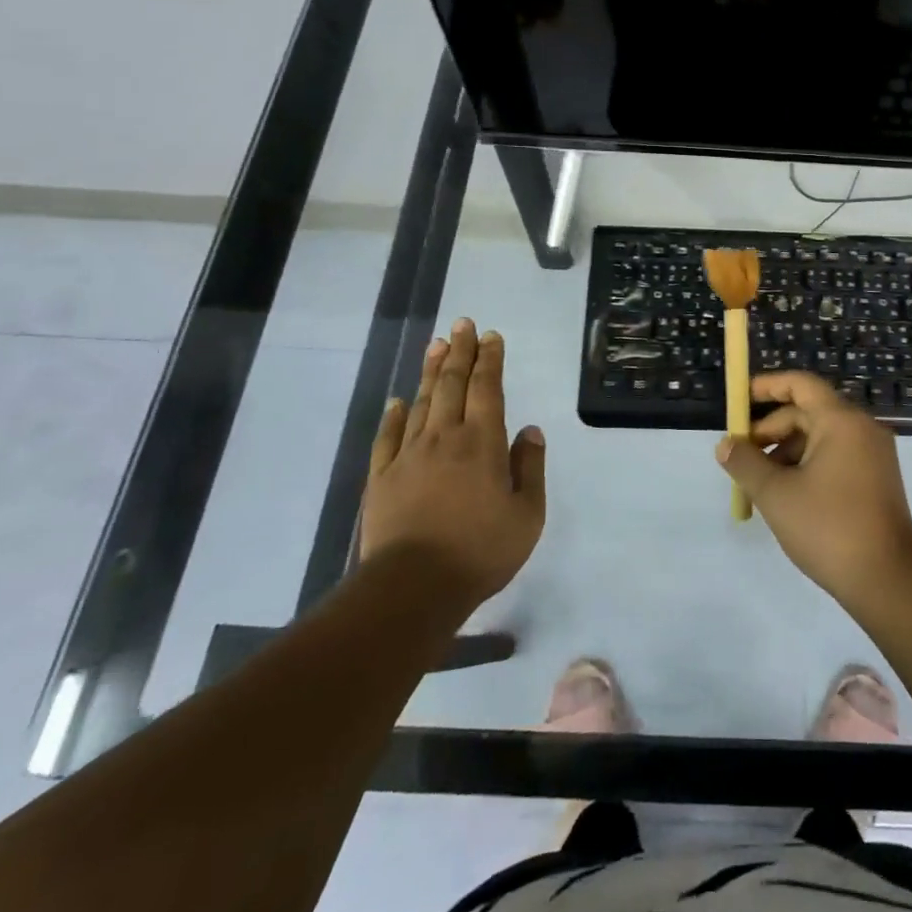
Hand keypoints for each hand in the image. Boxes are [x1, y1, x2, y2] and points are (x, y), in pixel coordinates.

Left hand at [362, 318, 545, 607]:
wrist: (413, 588)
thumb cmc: (480, 551)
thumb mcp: (527, 515)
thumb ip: (530, 467)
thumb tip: (530, 430)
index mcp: (483, 442)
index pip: (487, 388)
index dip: (490, 359)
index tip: (491, 336)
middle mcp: (445, 437)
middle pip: (452, 384)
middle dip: (460, 351)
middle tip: (462, 323)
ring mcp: (408, 455)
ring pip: (421, 402)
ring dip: (430, 371)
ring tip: (436, 344)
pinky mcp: (382, 477)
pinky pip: (387, 437)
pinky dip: (394, 415)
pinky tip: (398, 401)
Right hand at [717, 371, 911, 602]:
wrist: (889, 581)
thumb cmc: (828, 528)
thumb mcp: (776, 494)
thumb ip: (746, 463)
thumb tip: (725, 444)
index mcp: (841, 421)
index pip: (801, 384)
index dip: (768, 386)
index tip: (740, 399)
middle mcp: (862, 429)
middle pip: (809, 412)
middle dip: (772, 429)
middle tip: (742, 455)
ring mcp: (874, 455)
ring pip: (821, 437)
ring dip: (787, 451)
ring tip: (760, 482)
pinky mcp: (877, 480)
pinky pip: (836, 456)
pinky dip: (808, 465)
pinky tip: (788, 495)